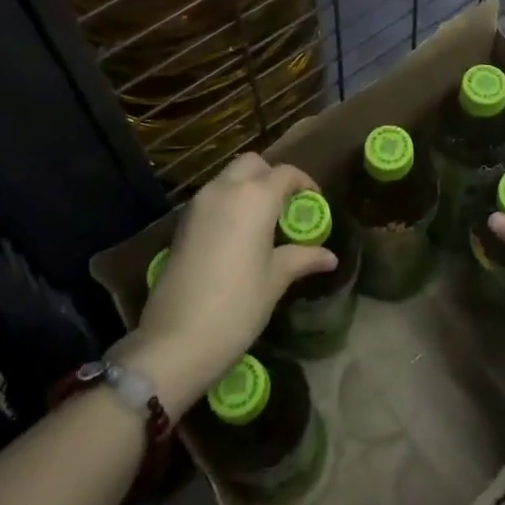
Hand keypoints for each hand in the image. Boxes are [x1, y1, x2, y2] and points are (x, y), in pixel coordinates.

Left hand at [120, 153, 336, 417]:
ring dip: (248, 187)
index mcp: (255, 197)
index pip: (285, 173)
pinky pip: (212, 198)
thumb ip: (302, 258)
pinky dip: (229, 203)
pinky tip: (239, 235)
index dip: (304, 183)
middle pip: (252, 164)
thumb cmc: (237, 306)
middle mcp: (225, 189)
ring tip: (264, 222)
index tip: (314, 202)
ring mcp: (199, 204)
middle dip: (272, 176)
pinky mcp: (182, 223)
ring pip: (228, 178)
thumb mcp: (275, 280)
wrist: (175, 339)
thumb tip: (329, 257)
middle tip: (286, 206)